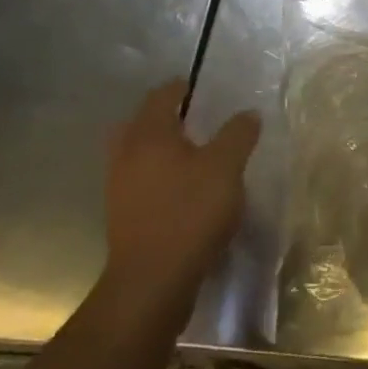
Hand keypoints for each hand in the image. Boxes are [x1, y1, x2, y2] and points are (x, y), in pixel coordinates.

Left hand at [101, 81, 260, 313]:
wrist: (152, 281)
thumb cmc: (190, 212)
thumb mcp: (226, 167)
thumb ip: (238, 134)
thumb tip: (248, 113)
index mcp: (149, 135)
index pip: (161, 97)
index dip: (180, 88)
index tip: (197, 87)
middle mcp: (127, 155)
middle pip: (140, 124)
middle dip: (163, 117)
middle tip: (192, 118)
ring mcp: (120, 188)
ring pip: (137, 154)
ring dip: (159, 148)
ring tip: (190, 153)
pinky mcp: (123, 216)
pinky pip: (139, 181)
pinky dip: (157, 175)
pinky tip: (181, 188)